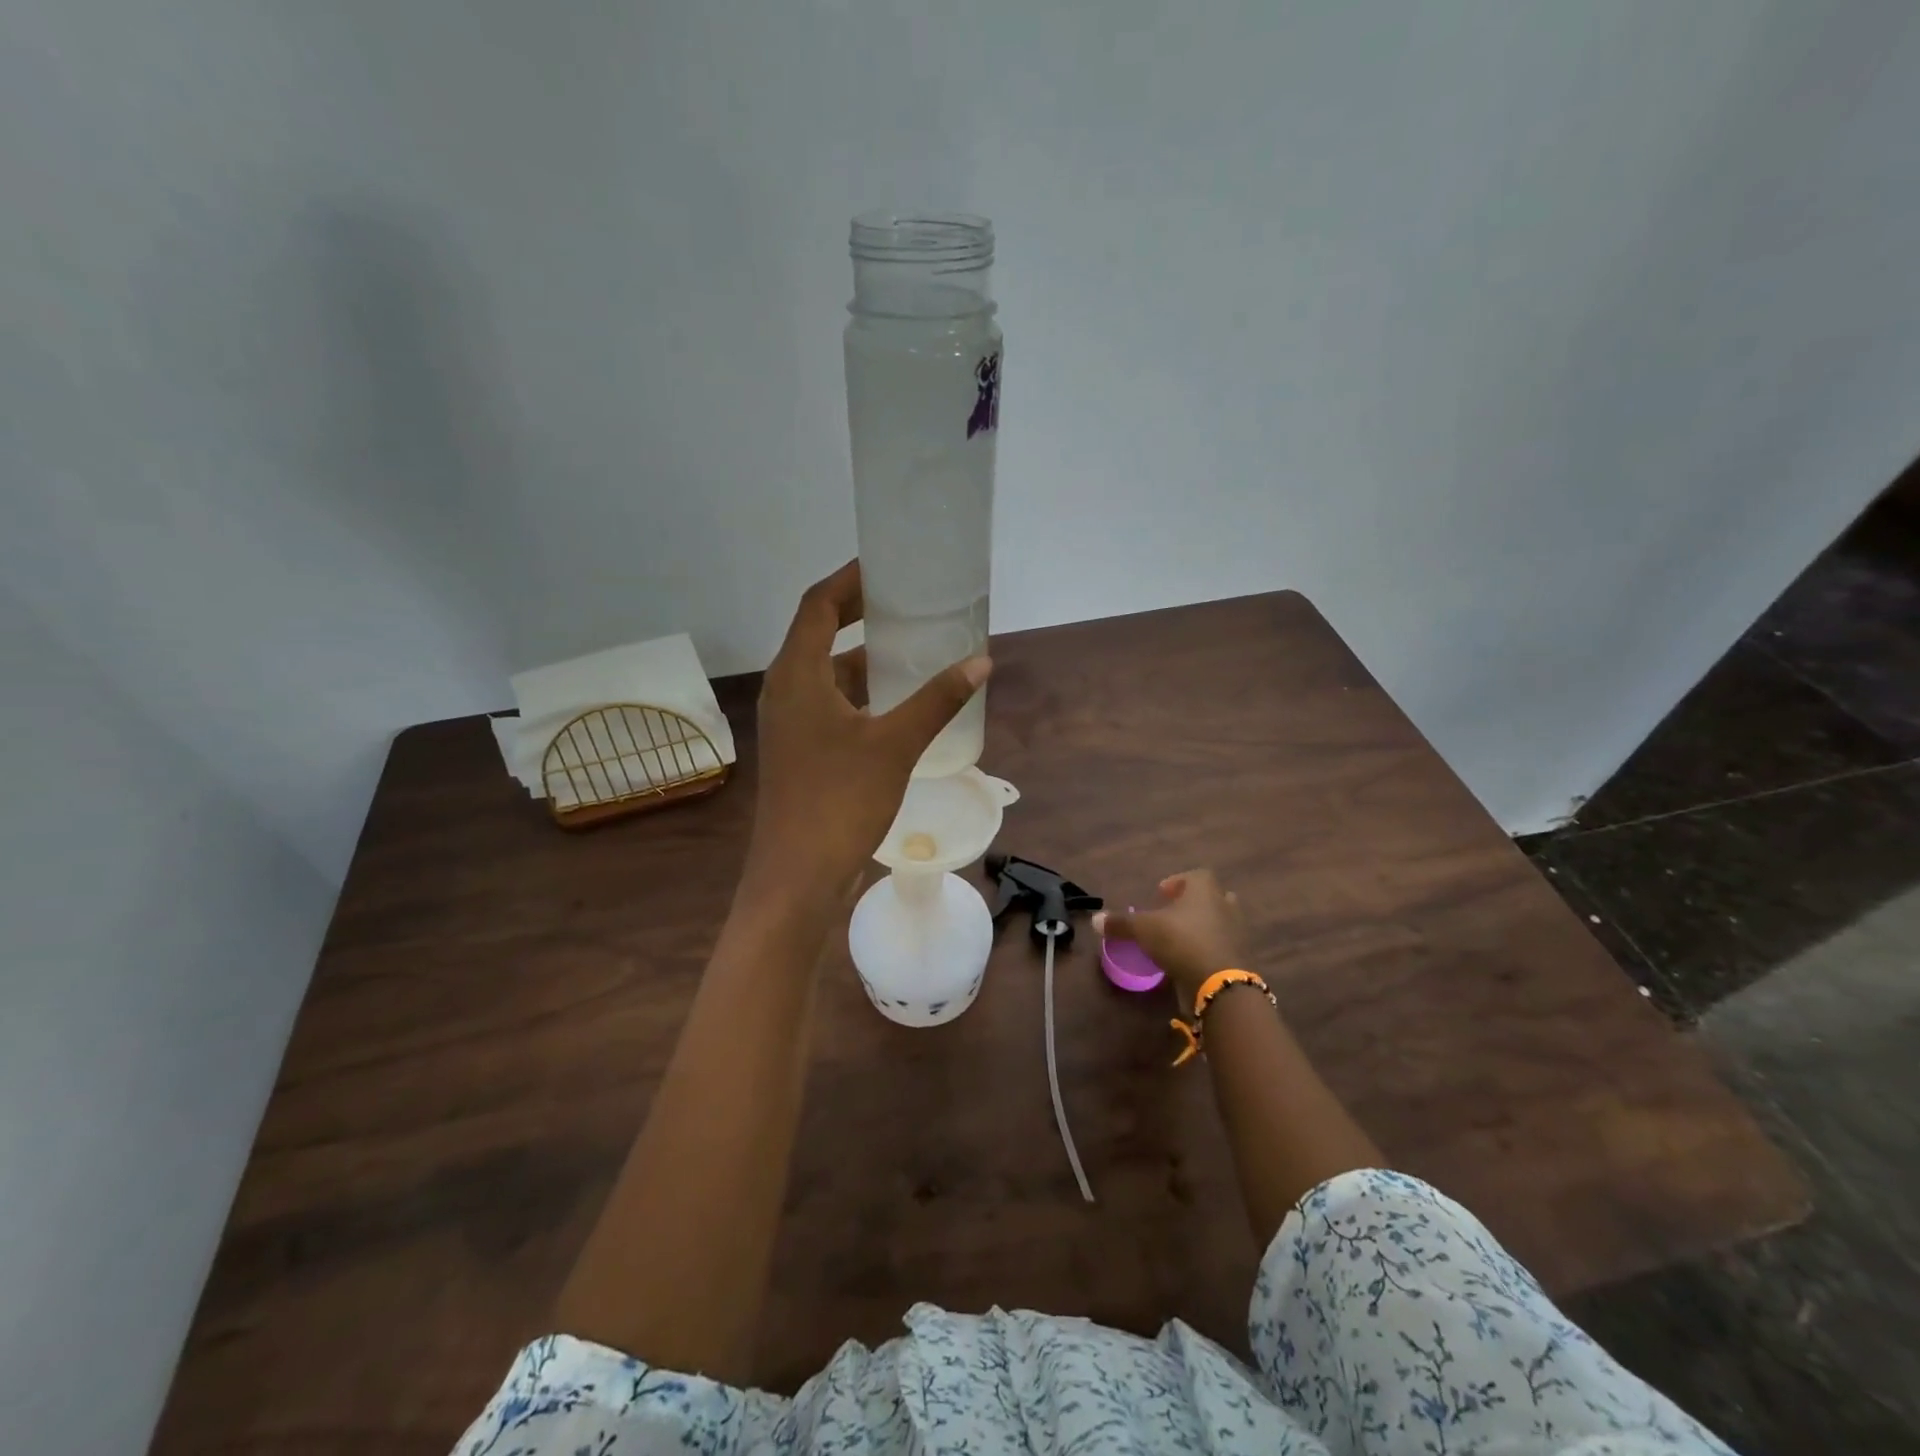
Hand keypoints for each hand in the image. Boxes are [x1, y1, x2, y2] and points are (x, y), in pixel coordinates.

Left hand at [744, 561, 990, 903]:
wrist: (798, 875)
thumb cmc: (840, 801)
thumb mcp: (895, 745)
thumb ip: (937, 700)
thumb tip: (980, 663)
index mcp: (797, 676)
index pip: (818, 605)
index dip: (850, 579)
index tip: (887, 566)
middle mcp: (786, 690)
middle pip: (819, 633)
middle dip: (860, 613)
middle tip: (907, 602)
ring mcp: (791, 723)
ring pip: (827, 673)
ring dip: (864, 657)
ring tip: (913, 646)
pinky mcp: (801, 749)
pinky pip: (831, 703)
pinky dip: (862, 693)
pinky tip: (899, 703)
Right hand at [1094, 868, 1247, 1008]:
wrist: (1219, 984)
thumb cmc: (1181, 941)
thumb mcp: (1143, 929)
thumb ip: (1120, 923)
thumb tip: (1095, 920)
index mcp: (1204, 890)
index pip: (1196, 876)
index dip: (1178, 882)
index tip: (1161, 895)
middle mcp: (1224, 906)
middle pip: (1210, 897)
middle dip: (1192, 904)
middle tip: (1171, 916)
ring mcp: (1235, 933)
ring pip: (1218, 923)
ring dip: (1201, 928)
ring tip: (1176, 941)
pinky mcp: (1237, 958)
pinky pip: (1220, 947)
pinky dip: (1206, 951)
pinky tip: (1187, 962)